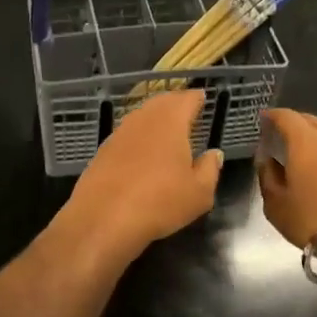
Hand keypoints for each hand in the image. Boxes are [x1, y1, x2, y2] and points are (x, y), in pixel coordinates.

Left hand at [60, 90, 221, 262]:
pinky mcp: (103, 149)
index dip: (196, 98)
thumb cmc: (159, 202)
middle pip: (162, 102)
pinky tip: (143, 152)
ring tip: (167, 131)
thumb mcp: (199, 193)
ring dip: (156, 118)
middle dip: (176, 104)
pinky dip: (139, 136)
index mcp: (170, 121)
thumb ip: (210, 169)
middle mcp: (144, 119)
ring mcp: (120, 132)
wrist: (102, 218)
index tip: (202, 99)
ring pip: (142, 116)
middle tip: (187, 111)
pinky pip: (127, 134)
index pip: (186, 99)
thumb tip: (214, 154)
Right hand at [256, 109, 316, 258]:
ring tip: (299, 150)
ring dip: (312, 136)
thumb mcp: (276, 203)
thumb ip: (267, 176)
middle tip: (279, 134)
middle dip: (293, 123)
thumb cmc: (312, 218)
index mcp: (304, 141)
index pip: (286, 116)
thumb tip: (266, 160)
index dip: (273, 116)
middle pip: (309, 120)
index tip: (263, 120)